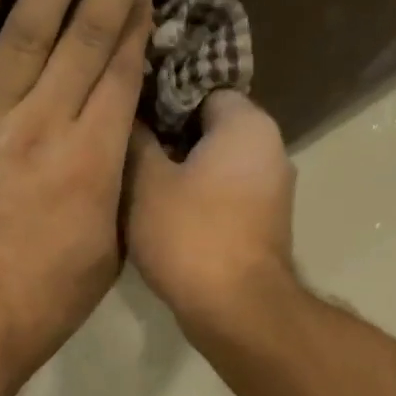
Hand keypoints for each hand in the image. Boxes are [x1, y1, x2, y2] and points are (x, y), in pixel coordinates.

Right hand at [126, 91, 296, 339]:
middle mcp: (271, 147)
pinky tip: (162, 207)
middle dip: (167, 132)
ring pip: (216, 160)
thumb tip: (129, 114)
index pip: (199, 86)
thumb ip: (136, 138)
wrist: (237, 309)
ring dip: (180, 166)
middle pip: (209, 124)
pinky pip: (226, 190)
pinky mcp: (265, 221)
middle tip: (123, 143)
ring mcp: (272, 187)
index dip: (158, 95)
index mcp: (248, 124)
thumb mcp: (146, 180)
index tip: (125, 109)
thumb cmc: (190, 234)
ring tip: (135, 175)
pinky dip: (198, 192)